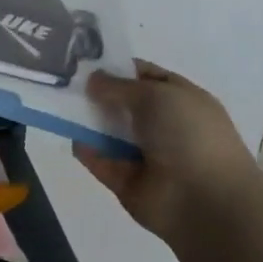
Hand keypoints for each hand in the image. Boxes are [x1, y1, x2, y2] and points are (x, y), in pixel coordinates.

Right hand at [74, 62, 262, 240]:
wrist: (204, 200)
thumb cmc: (189, 136)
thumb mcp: (156, 95)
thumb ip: (119, 85)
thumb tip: (93, 79)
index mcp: (181, 100)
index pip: (146, 77)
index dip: (118, 67)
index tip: (85, 60)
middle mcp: (163, 125)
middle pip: (122, 104)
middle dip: (96, 93)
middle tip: (62, 80)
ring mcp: (144, 155)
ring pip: (108, 131)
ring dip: (86, 120)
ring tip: (58, 104)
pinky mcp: (126, 180)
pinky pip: (99, 160)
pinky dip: (85, 150)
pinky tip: (71, 136)